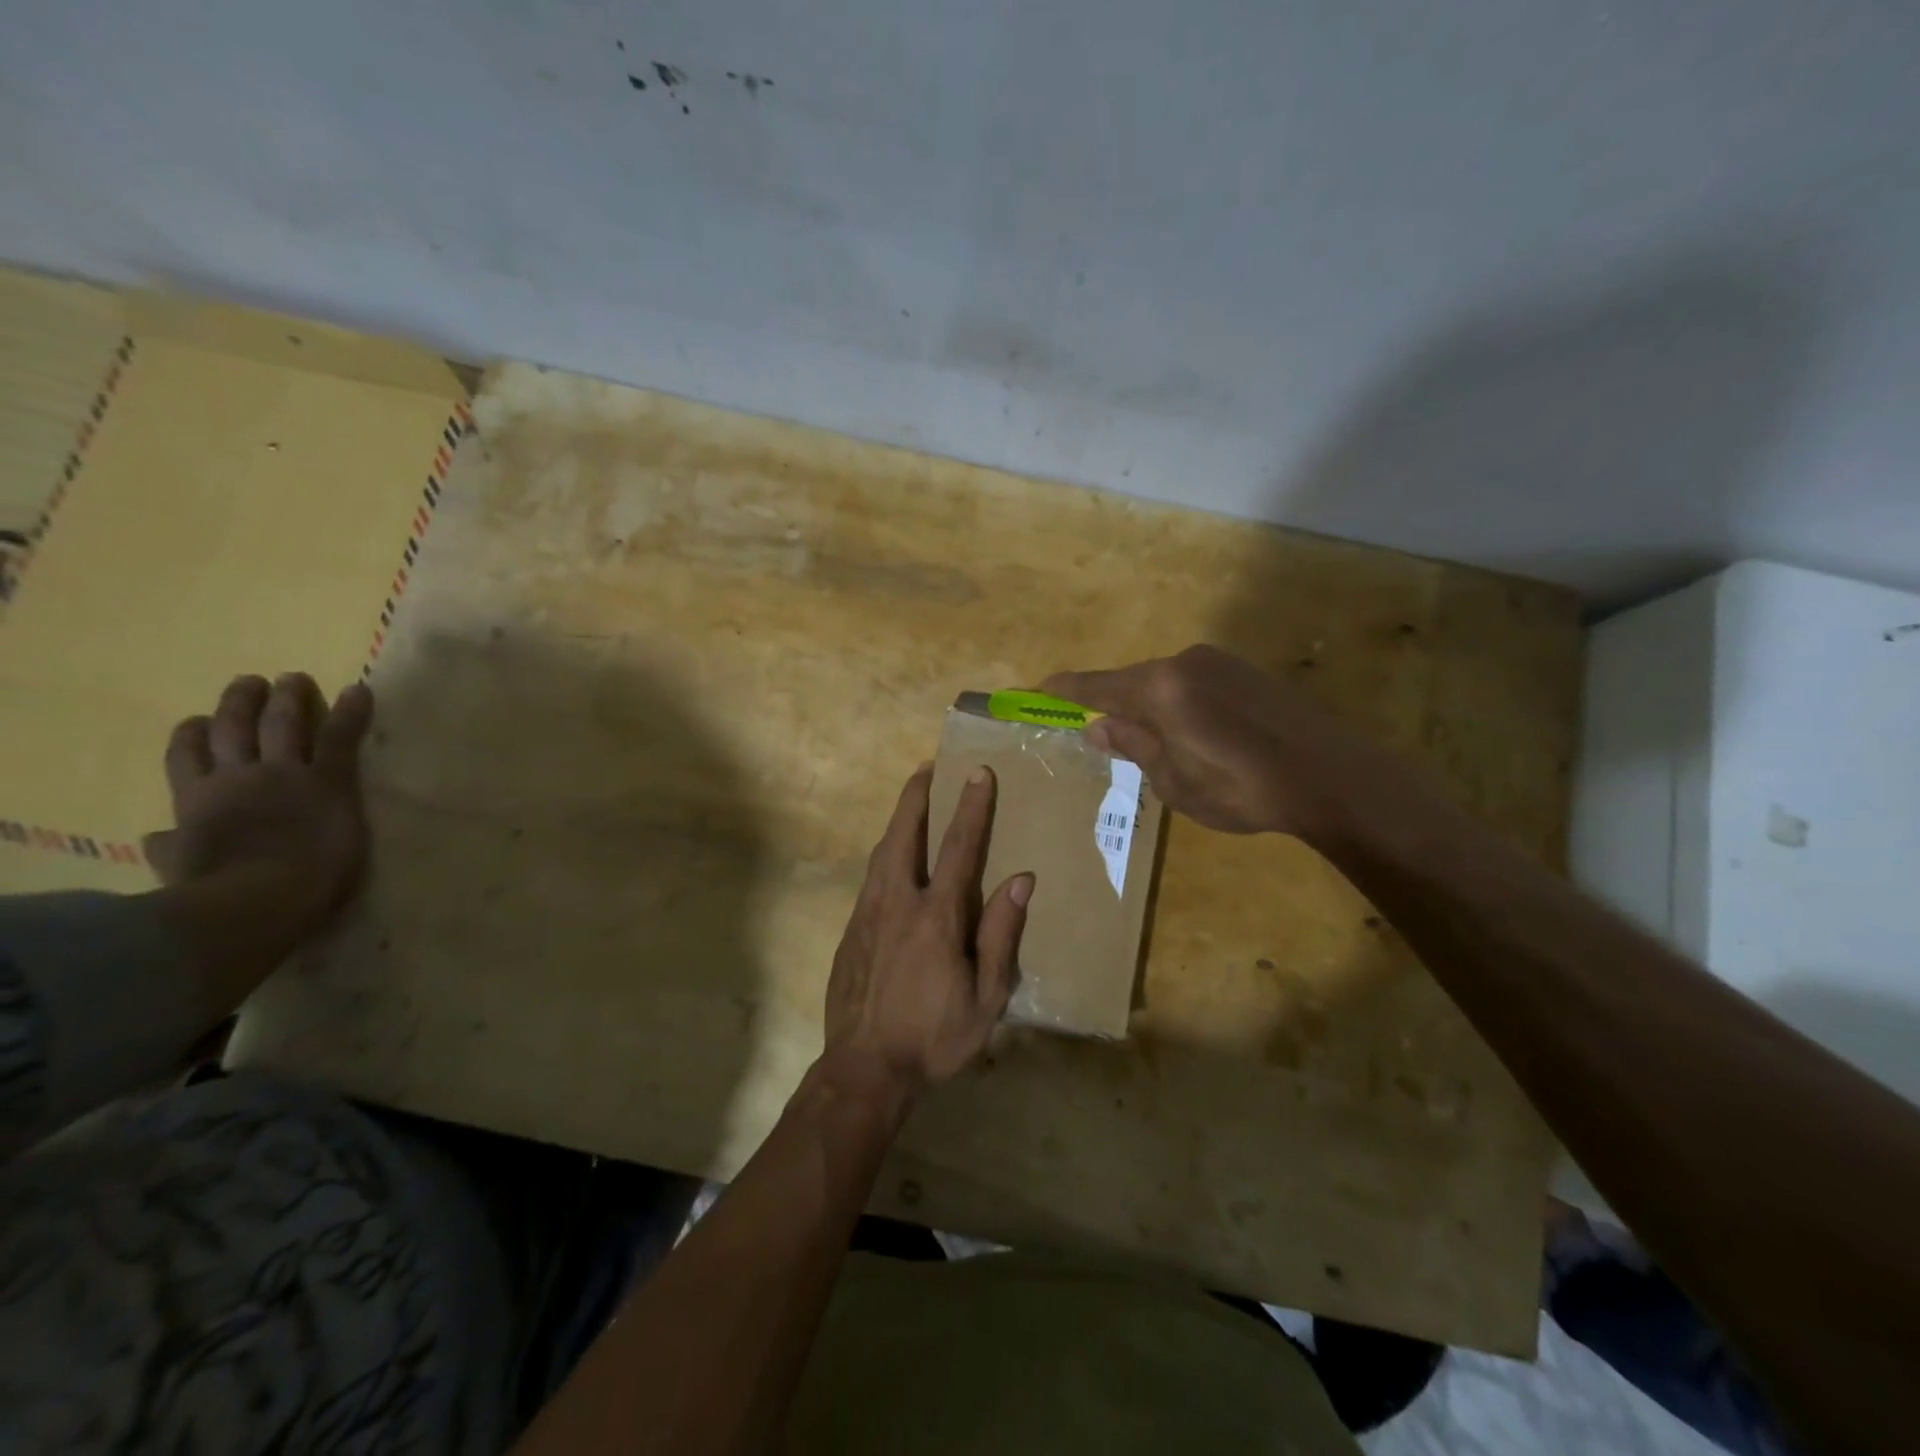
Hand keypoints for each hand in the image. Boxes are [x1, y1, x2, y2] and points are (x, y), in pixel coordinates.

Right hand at [146, 673, 374, 940]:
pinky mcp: (327, 778)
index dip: (191, 736)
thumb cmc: (219, 896)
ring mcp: (283, 774)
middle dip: (240, 703)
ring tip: (294, 677)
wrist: (262, 896)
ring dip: (288, 697)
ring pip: (282, 724)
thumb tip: (154, 839)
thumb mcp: (180, 871)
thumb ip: (171, 851)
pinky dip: (351, 710)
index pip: (186, 759)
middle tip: (251, 682)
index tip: (194, 720)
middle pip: (232, 729)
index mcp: (195, 803)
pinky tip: (359, 689)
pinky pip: (340, 735)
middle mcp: (236, 778)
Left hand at [822, 764, 1032, 1107]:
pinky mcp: (850, 931)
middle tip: (926, 769)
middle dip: (916, 797)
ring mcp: (867, 915)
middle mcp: (897, 902)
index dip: (970, 807)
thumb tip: (1021, 881)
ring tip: (911, 804)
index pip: (958, 848)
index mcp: (936, 916)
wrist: (864, 1069)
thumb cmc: (934, 1037)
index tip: (977, 772)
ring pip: (881, 853)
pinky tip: (893, 862)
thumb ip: (1002, 936)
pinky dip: (885, 856)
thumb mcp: (986, 999)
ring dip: (898, 822)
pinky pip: (870, 880)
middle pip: (904, 834)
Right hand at [1043, 643, 1402, 839]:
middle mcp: (1186, 663)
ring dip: (1151, 707)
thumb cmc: (1243, 790)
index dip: (1066, 690)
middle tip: (1104, 735)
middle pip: (1133, 681)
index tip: (1039, 688)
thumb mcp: (1176, 782)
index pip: (1098, 686)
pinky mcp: (1247, 671)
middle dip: (1114, 706)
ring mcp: (1220, 663)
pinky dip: (1180, 704)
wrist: (1332, 776)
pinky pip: (1194, 683)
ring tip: (1158, 746)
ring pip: (1166, 682)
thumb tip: (1098, 727)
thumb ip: (1134, 747)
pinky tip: (1197, 736)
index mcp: (1161, 689)